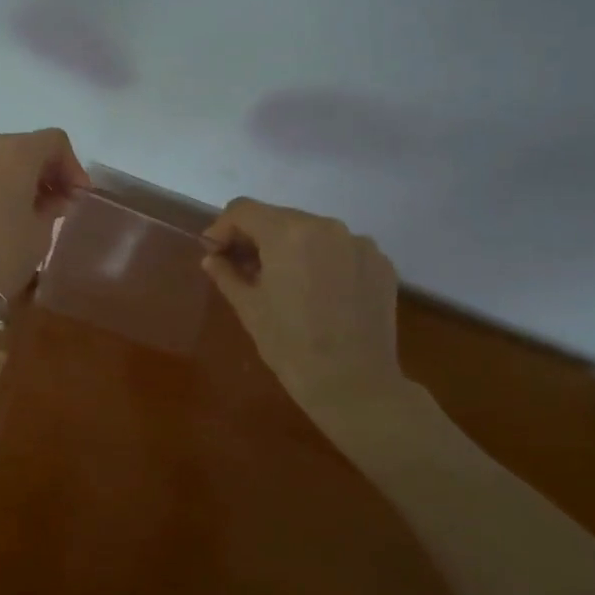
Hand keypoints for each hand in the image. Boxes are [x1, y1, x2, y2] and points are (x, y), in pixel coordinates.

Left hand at [0, 129, 89, 301]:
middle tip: (46, 202)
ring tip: (6, 211)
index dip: (70, 166)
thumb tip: (52, 198)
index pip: (53, 141)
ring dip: (1, 177)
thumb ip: (52, 205)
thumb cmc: (3, 257)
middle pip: (16, 147)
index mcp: (14, 153)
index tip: (74, 195)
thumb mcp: (41, 233)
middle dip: (35, 171)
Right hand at [202, 198, 404, 414]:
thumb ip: (227, 274)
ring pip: (312, 232)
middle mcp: (326, 226)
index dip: (222, 228)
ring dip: (291, 249)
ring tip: (284, 282)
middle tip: (244, 269)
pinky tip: (320, 293)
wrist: (354, 384)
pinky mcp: (381, 263)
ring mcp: (359, 243)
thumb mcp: (250, 309)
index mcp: (288, 233)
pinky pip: (341, 249)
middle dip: (257, 238)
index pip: (244, 210)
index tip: (215, 253)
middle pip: (279, 218)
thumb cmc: (291, 346)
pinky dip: (324, 261)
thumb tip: (213, 257)